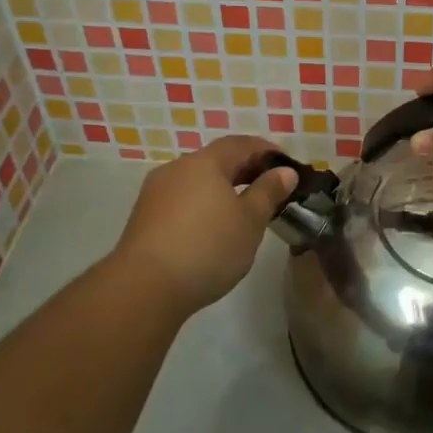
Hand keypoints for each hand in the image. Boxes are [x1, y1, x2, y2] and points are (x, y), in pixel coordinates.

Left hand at [110, 136, 296, 316]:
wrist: (144, 287)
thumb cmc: (207, 247)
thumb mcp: (250, 221)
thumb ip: (268, 192)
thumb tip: (285, 172)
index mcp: (205, 162)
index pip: (241, 144)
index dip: (267, 151)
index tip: (287, 167)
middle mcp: (177, 168)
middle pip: (216, 160)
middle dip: (245, 170)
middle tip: (270, 189)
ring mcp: (156, 192)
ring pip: (197, 181)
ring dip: (222, 189)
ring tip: (243, 211)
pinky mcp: (144, 217)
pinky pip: (182, 200)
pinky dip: (203, 205)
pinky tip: (212, 228)